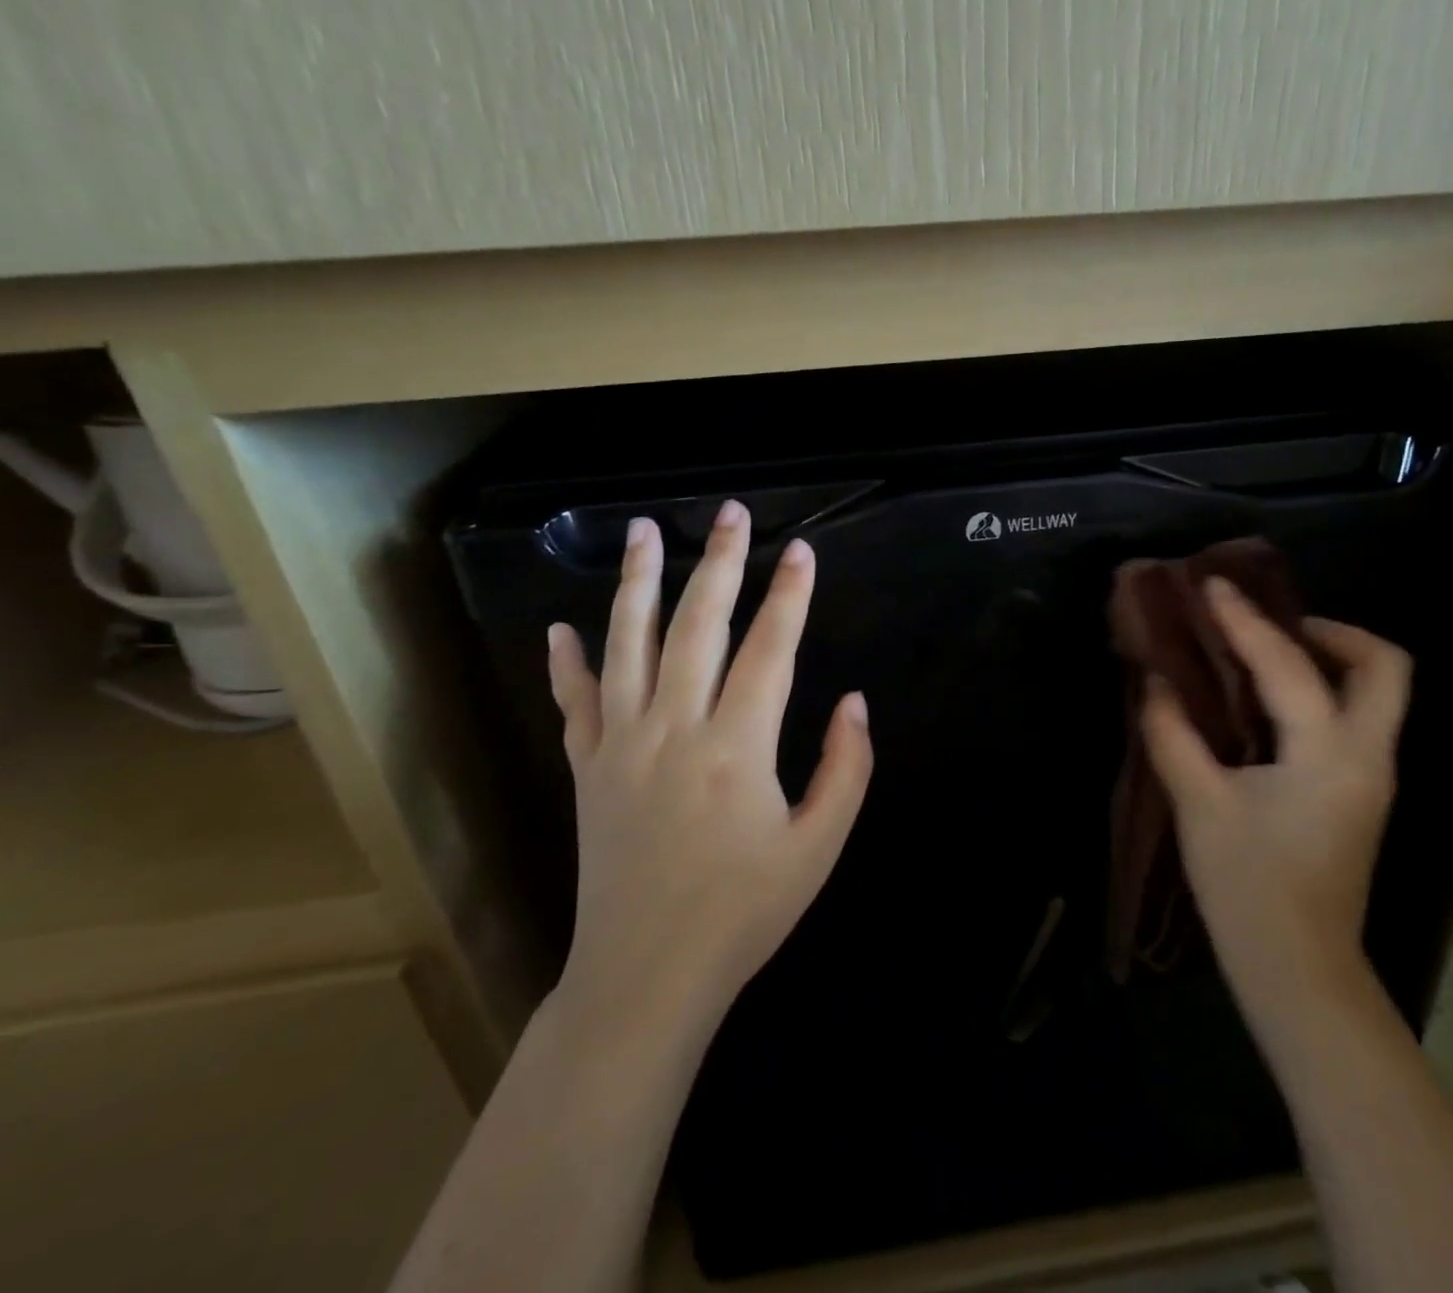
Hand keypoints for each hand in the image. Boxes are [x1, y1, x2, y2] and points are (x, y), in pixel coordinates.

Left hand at [543, 501, 872, 1047]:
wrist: (647, 975)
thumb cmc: (745, 912)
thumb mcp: (819, 846)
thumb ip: (846, 768)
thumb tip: (854, 701)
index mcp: (737, 747)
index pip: (770, 648)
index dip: (790, 595)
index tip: (801, 550)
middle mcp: (674, 728)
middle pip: (697, 625)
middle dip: (718, 563)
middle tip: (729, 514)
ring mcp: (621, 745)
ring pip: (627, 645)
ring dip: (638, 584)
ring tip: (642, 532)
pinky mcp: (587, 769)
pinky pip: (574, 702)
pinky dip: (566, 663)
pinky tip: (560, 628)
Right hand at [1141, 578, 1411, 1006]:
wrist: (1298, 970)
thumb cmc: (1247, 888)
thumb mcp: (1199, 805)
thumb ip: (1174, 735)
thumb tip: (1157, 684)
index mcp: (1329, 754)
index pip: (1289, 665)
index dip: (1245, 620)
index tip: (1213, 586)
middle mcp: (1368, 756)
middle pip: (1384, 667)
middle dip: (1333, 631)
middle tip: (1271, 624)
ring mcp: (1371, 777)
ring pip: (1376, 693)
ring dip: (1329, 658)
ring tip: (1263, 650)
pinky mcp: (1358, 794)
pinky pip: (1353, 719)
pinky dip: (1319, 691)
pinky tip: (1267, 700)